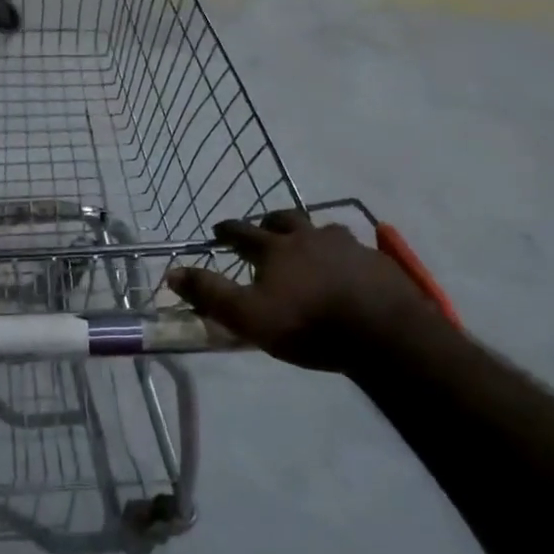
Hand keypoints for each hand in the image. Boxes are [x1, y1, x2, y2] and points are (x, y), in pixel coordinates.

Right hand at [165, 211, 447, 368]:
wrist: (382, 334)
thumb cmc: (308, 325)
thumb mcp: (248, 316)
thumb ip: (209, 293)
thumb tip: (171, 271)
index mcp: (276, 249)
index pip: (243, 232)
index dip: (228, 230)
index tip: (218, 230)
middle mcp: (310, 237)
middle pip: (286, 219)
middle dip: (270, 222)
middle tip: (264, 230)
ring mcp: (348, 246)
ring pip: (324, 230)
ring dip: (311, 235)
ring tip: (310, 248)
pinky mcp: (378, 262)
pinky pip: (356, 250)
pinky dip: (344, 255)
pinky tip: (348, 269)